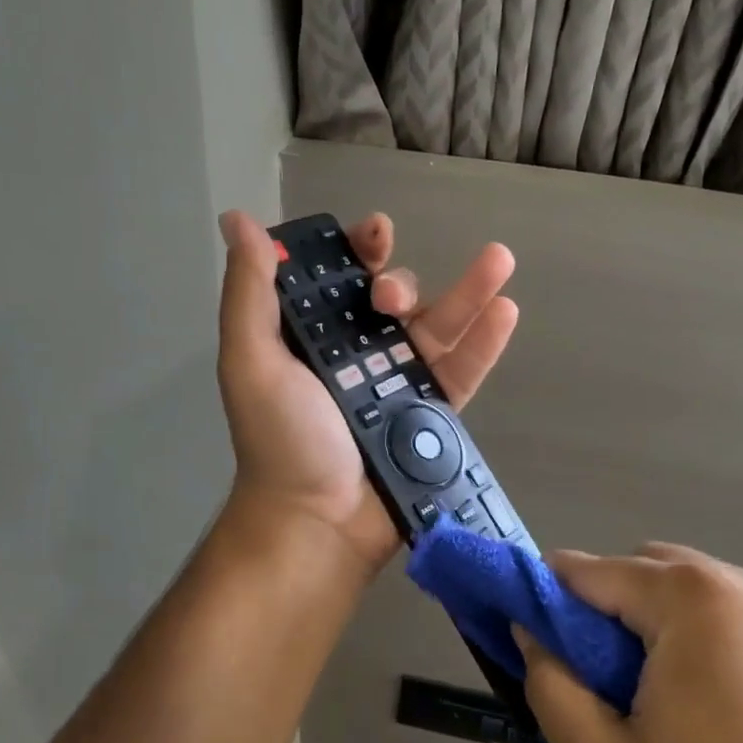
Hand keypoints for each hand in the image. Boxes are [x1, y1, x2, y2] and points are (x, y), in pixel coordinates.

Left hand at [215, 209, 517, 573]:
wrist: (317, 523)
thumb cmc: (280, 440)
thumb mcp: (251, 361)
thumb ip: (248, 293)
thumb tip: (237, 219)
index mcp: (312, 338)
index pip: (340, 280)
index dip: (359, 251)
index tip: (375, 234)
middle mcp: (357, 355)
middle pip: (392, 300)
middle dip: (400, 282)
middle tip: (391, 296)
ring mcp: (399, 385)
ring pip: (437, 328)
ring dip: (468, 292)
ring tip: (499, 260)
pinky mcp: (432, 415)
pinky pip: (462, 371)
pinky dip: (485, 341)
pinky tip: (505, 309)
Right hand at [517, 544, 742, 742]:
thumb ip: (549, 683)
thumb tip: (531, 632)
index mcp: (693, 601)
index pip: (594, 570)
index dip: (554, 597)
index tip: (541, 636)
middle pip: (653, 569)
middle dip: (616, 605)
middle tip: (609, 676)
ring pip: (707, 591)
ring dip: (672, 621)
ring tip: (675, 695)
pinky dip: (726, 640)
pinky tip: (737, 709)